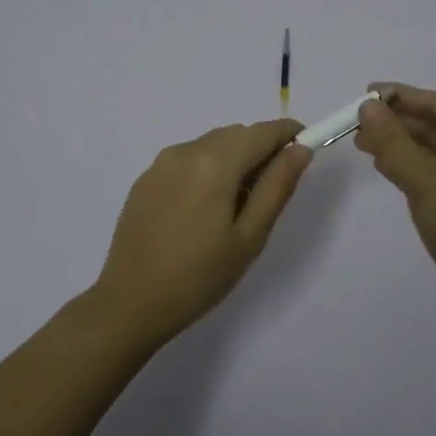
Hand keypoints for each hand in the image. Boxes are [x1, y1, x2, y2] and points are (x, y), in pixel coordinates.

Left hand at [91, 119, 312, 342]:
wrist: (130, 304)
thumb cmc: (199, 276)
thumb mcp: (249, 236)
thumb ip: (277, 186)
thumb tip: (299, 149)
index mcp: (214, 162)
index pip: (261, 132)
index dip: (288, 134)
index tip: (305, 147)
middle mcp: (185, 151)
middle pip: (235, 135)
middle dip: (260, 149)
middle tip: (271, 190)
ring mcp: (160, 164)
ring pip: (211, 145)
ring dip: (233, 159)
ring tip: (237, 205)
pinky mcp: (145, 180)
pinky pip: (187, 160)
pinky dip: (207, 169)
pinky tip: (204, 209)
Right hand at [354, 84, 435, 329]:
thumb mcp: (425, 181)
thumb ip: (394, 142)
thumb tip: (367, 106)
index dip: (402, 96)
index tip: (365, 94)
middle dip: (397, 122)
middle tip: (356, 122)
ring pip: (434, 151)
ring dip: (400, 144)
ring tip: (362, 143)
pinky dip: (410, 167)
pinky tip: (386, 168)